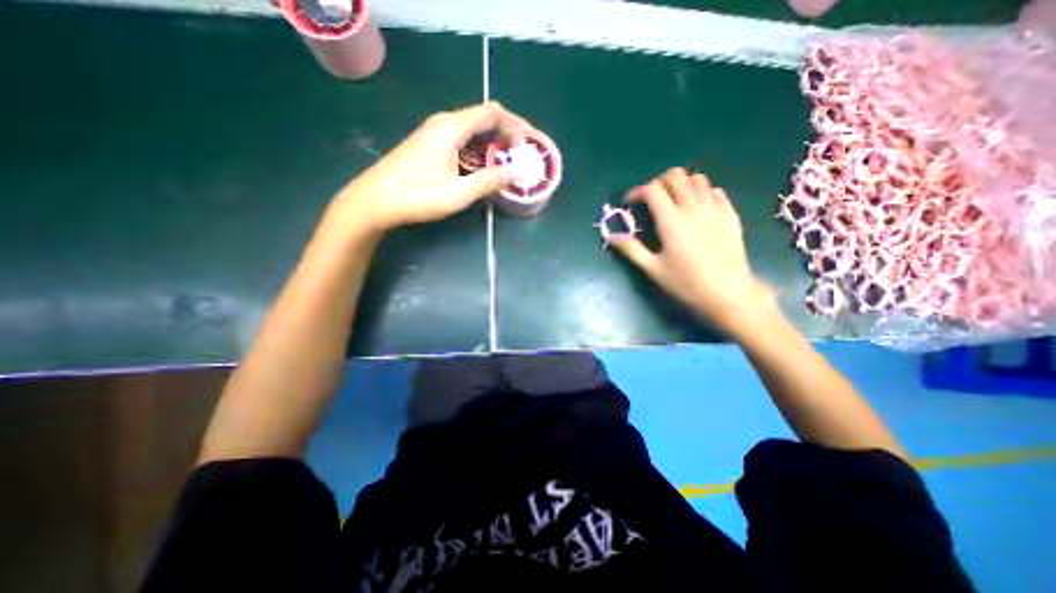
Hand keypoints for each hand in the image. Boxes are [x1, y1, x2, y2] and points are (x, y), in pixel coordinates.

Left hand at [328, 101, 532, 231]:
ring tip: (509, 163)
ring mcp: (435, 133)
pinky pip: (463, 140)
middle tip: (523, 155)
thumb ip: (488, 181)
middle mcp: (444, 123)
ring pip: (474, 130)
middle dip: (508, 134)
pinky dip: (480, 150)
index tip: (527, 147)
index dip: (515, 126)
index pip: (492, 112)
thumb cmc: (417, 196)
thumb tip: (514, 173)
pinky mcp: (431, 145)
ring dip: (494, 143)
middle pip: (484, 118)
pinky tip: (485, 167)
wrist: (375, 201)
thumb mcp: (458, 193)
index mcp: (451, 127)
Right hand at [612, 166, 774, 334]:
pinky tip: (697, 208)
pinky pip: (717, 192)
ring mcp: (715, 209)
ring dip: (682, 184)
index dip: (637, 191)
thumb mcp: (653, 269)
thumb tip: (612, 236)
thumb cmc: (686, 283)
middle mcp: (693, 208)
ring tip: (674, 201)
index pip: (652, 190)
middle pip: (675, 176)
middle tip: (652, 200)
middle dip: (659, 182)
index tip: (630, 203)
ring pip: (698, 179)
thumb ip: (631, 249)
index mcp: (671, 220)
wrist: (728, 294)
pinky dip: (703, 193)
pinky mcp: (731, 216)